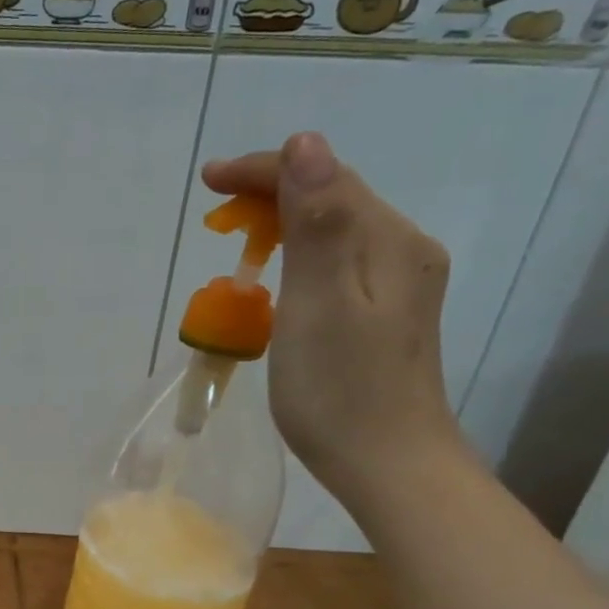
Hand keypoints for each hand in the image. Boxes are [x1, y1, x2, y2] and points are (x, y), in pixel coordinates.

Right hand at [200, 132, 467, 514]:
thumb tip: (305, 143)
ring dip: (280, 226)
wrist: (388, 465)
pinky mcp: (384, 313)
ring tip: (236, 245)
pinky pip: (335, 264)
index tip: (207, 184)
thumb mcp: (318, 303)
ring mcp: (398, 283)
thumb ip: (316, 223)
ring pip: (332, 230)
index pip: (322, 176)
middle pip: (330, 197)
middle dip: (269, 195)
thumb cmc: (341, 390)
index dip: (262, 171)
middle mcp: (401, 249)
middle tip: (214, 218)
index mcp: (387, 241)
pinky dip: (296, 259)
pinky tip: (275, 283)